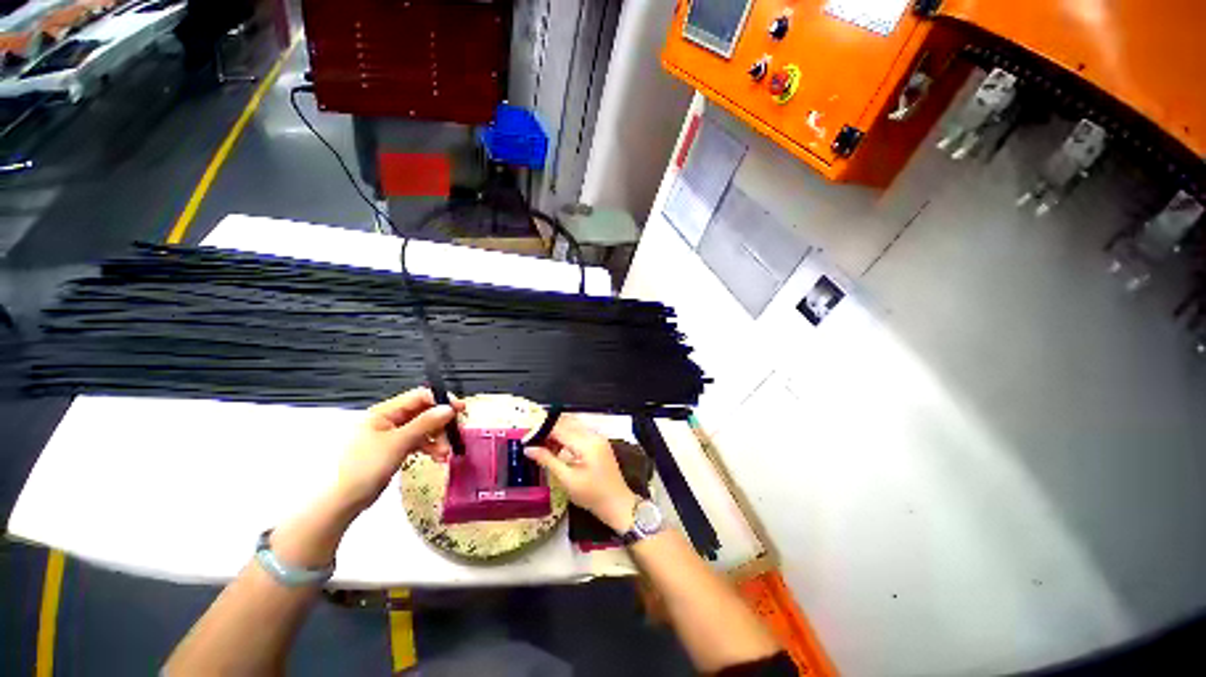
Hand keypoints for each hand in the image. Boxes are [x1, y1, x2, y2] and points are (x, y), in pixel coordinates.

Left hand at [332, 388, 463, 512]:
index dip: (441, 400)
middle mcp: (388, 419)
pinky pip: (417, 442)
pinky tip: (437, 457)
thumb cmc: (366, 467)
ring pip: (423, 428)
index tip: (460, 409)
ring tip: (445, 453)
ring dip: (437, 438)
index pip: (418, 397)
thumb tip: (449, 408)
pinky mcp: (394, 449)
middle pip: (423, 413)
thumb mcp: (398, 443)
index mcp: (384, 412)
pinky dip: (429, 447)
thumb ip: (425, 423)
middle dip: (440, 424)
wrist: (342, 501)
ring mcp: (391, 435)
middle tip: (454, 435)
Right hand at [524, 415, 637, 531]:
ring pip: (573, 426)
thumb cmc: (591, 495)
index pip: (559, 428)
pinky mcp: (599, 442)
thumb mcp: (567, 479)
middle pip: (567, 424)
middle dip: (548, 429)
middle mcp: (593, 435)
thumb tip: (528, 448)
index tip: (526, 438)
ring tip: (542, 446)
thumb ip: (548, 460)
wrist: (617, 503)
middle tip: (532, 441)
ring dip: (557, 432)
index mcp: (586, 443)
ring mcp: (598, 437)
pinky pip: (580, 432)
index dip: (541, 431)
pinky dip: (567, 436)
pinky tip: (557, 448)